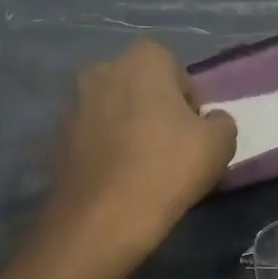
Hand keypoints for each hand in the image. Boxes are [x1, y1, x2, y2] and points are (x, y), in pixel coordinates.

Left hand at [44, 41, 237, 264]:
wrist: (103, 218)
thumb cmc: (168, 168)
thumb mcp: (220, 144)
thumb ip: (221, 122)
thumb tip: (210, 121)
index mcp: (142, 60)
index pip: (173, 67)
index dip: (187, 98)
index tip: (193, 130)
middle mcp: (101, 70)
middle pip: (138, 85)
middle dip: (154, 107)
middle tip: (170, 146)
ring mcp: (73, 103)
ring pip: (112, 109)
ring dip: (126, 126)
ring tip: (142, 165)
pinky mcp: (56, 137)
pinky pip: (91, 135)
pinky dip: (104, 148)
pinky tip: (118, 178)